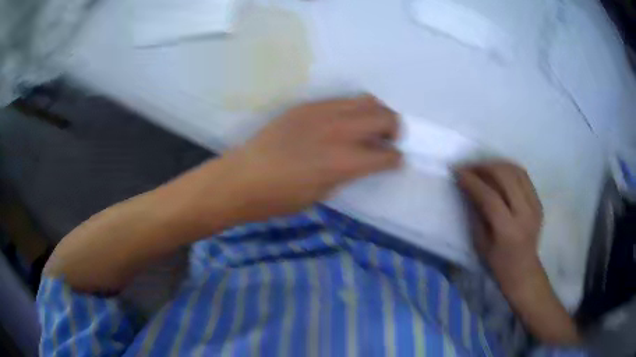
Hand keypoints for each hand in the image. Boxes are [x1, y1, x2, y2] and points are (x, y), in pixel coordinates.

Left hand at [218, 95, 401, 221]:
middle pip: (384, 116)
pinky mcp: (306, 106)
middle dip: (394, 129)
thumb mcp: (323, 193)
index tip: (395, 161)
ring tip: (370, 126)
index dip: (395, 159)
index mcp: (343, 161)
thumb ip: (349, 172)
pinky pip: (340, 100)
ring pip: (364, 100)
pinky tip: (344, 122)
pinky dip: (352, 109)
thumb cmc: (280, 198)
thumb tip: (364, 161)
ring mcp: (321, 112)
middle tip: (389, 140)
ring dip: (376, 113)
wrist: (242, 178)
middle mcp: (338, 131)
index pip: (386, 155)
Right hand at [456, 161, 543, 296]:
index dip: (473, 182)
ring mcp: (535, 205)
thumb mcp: (481, 243)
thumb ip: (476, 214)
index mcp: (508, 229)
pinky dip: (509, 170)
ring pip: (516, 171)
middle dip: (485, 167)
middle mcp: (525, 213)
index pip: (490, 197)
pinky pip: (524, 177)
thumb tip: (468, 189)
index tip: (458, 171)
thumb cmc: (498, 263)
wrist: (524, 270)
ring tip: (483, 167)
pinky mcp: (539, 201)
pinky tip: (498, 172)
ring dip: (497, 165)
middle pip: (506, 177)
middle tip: (470, 167)